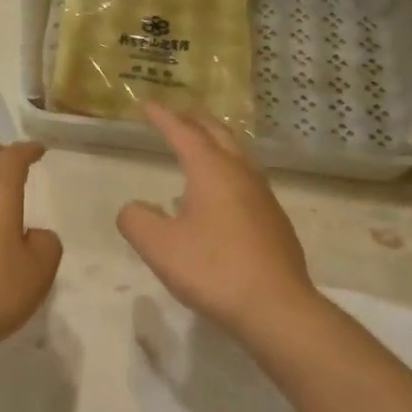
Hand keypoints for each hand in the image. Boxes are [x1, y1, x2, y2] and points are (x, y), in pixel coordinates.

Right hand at [117, 104, 318, 336]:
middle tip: (178, 115)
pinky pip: (246, 183)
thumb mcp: (158, 246)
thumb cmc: (212, 269)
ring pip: (237, 157)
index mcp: (212, 171)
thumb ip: (136, 220)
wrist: (276, 307)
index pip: (184, 133)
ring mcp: (263, 198)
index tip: (147, 104)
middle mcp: (241, 175)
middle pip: (218, 135)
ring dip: (215, 146)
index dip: (164, 117)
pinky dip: (227, 173)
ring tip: (199, 149)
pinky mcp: (274, 223)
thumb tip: (135, 208)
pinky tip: (219, 199)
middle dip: (195, 121)